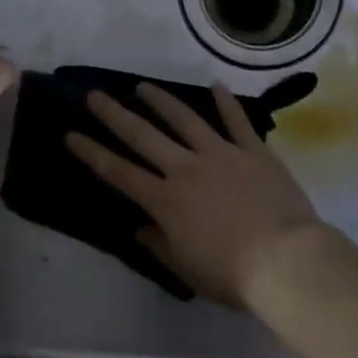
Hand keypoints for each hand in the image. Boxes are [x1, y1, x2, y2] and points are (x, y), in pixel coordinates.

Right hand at [66, 82, 326, 306]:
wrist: (286, 260)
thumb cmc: (231, 274)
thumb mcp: (186, 269)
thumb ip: (159, 245)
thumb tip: (141, 228)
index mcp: (165, 200)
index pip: (119, 173)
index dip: (92, 153)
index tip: (71, 134)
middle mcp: (186, 169)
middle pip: (143, 136)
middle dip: (115, 114)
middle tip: (95, 95)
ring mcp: (221, 154)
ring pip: (185, 119)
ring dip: (161, 101)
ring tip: (143, 86)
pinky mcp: (253, 151)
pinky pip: (237, 121)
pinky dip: (226, 102)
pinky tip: (216, 84)